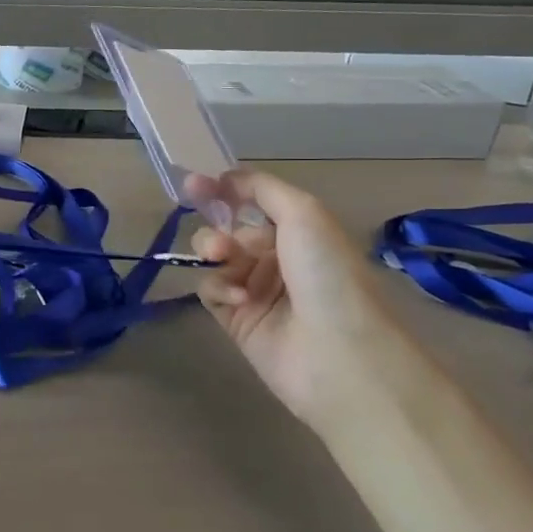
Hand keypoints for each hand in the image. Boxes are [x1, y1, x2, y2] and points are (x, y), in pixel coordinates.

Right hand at [184, 169, 424, 429]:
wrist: (340, 353)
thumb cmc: (327, 274)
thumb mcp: (304, 214)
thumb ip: (261, 189)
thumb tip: (224, 178)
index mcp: (300, 232)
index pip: (251, 202)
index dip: (222, 191)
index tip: (193, 184)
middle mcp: (278, 258)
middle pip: (228, 229)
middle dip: (215, 225)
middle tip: (216, 233)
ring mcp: (256, 290)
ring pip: (214, 258)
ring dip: (213, 251)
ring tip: (222, 258)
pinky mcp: (237, 320)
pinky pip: (210, 291)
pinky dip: (219, 288)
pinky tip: (239, 299)